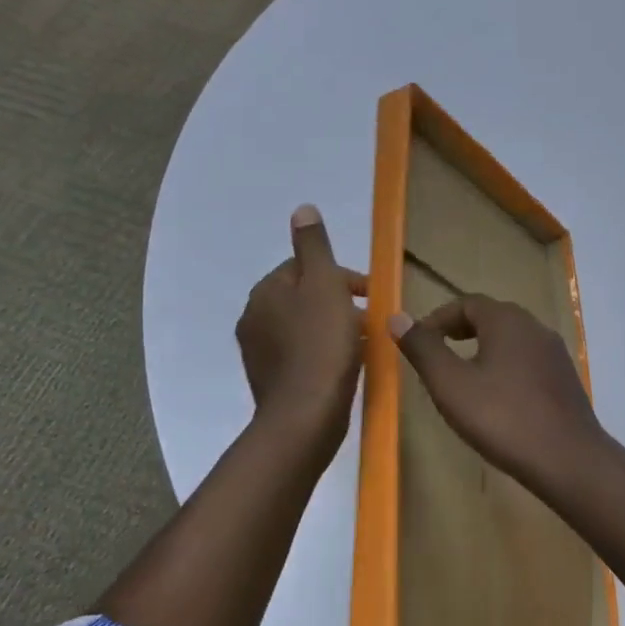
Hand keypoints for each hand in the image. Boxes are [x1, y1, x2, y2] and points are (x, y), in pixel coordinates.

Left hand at [236, 206, 365, 455]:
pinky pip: (301, 354)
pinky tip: (344, 365)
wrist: (305, 417)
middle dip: (337, 301)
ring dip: (331, 327)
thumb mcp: (324, 285)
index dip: (340, 276)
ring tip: (362, 342)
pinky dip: (322, 352)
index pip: (303, 267)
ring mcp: (259, 352)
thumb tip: (302, 209)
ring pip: (303, 326)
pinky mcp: (271, 381)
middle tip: (370, 318)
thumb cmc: (321, 345)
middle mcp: (254, 318)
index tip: (370, 293)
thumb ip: (314, 246)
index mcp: (266, 292)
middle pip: (303, 297)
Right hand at [388, 295, 610, 488]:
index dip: (438, 319)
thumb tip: (397, 317)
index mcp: (507, 320)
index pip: (466, 302)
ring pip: (511, 340)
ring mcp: (554, 353)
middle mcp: (535, 326)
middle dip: (460, 331)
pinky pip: (528, 361)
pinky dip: (505, 368)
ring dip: (483, 350)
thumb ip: (423, 349)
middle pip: (491, 317)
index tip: (418, 342)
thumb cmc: (503, 418)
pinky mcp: (565, 378)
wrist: (569, 460)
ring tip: (462, 379)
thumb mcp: (451, 385)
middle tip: (437, 356)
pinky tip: (497, 400)